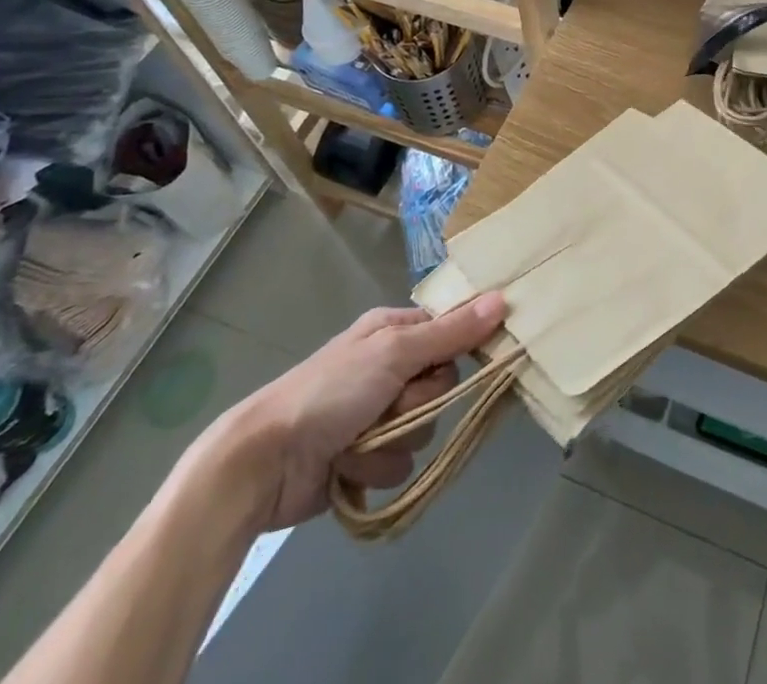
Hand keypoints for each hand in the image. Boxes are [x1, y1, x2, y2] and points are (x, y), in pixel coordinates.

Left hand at [199, 294, 506, 532]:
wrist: (264, 462)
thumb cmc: (329, 391)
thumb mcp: (394, 352)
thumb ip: (450, 333)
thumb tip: (503, 299)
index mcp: (393, 330)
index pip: (451, 333)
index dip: (458, 350)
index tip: (470, 361)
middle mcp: (389, 367)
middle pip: (441, 385)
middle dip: (420, 403)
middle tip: (390, 403)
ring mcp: (377, 413)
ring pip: (424, 428)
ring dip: (395, 439)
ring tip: (360, 439)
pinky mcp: (365, 457)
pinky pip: (400, 463)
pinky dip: (377, 466)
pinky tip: (348, 466)